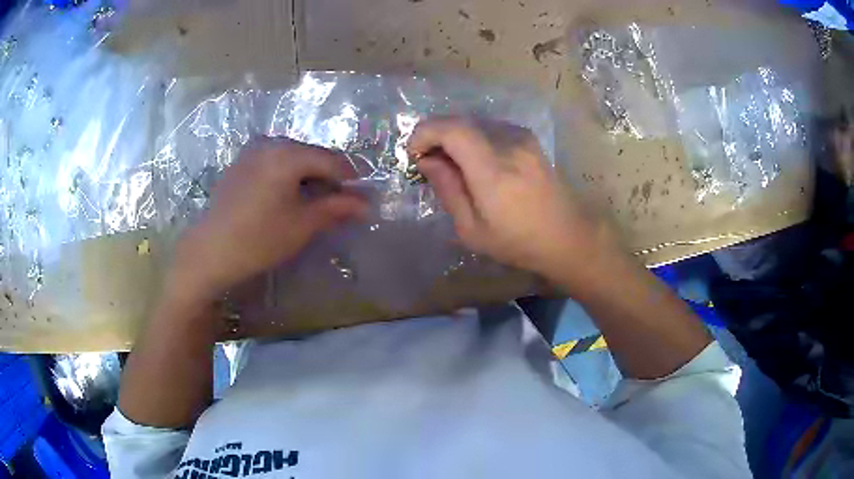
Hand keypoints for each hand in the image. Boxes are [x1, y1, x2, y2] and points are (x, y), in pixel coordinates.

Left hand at [168, 138, 366, 301]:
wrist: (210, 251)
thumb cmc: (259, 239)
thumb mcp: (302, 225)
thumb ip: (336, 208)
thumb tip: (366, 204)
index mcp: (287, 154)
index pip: (331, 159)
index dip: (351, 178)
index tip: (362, 196)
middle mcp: (270, 143)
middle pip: (311, 154)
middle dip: (328, 176)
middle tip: (338, 202)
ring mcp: (252, 151)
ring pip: (292, 157)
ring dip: (308, 176)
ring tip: (313, 202)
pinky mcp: (241, 163)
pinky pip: (274, 161)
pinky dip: (287, 175)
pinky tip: (287, 196)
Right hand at [407, 117, 615, 285]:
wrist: (567, 236)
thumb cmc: (518, 242)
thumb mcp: (472, 229)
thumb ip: (448, 189)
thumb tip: (427, 161)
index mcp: (493, 171)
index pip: (452, 129)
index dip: (425, 133)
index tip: (414, 153)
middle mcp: (509, 144)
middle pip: (460, 121)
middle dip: (435, 136)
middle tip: (428, 162)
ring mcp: (522, 138)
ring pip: (474, 123)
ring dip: (454, 138)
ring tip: (451, 165)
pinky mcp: (529, 138)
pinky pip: (490, 128)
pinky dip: (473, 139)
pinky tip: (476, 162)